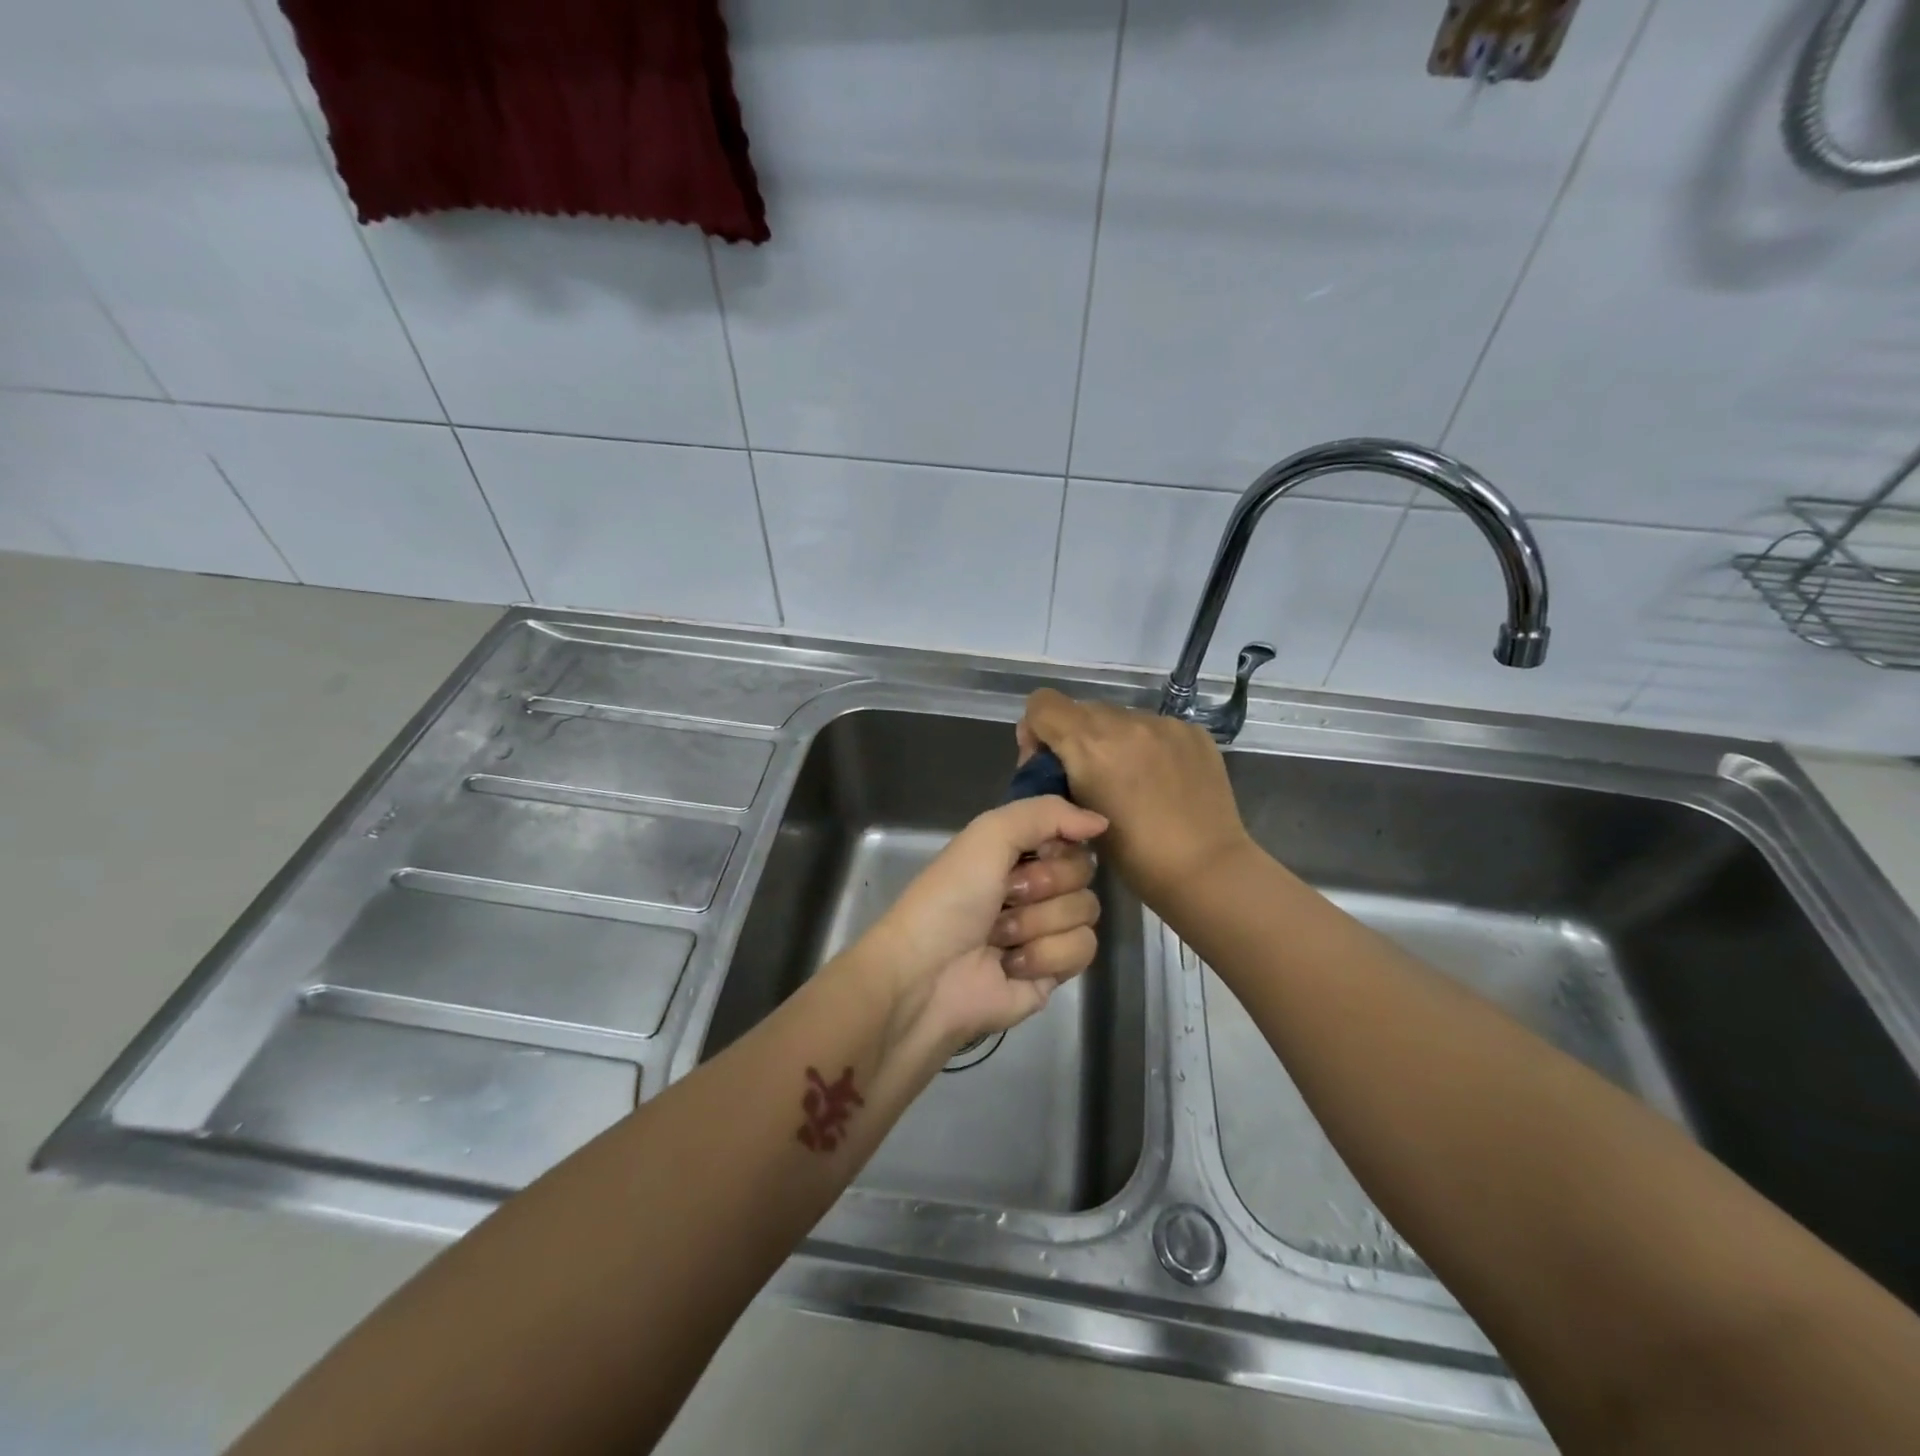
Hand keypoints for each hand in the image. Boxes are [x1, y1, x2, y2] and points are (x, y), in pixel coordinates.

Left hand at [850, 795, 1108, 1050]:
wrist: (926, 976)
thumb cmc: (951, 897)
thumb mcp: (989, 834)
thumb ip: (1046, 813)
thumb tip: (1102, 822)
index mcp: (1014, 853)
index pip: (1069, 835)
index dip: (1058, 843)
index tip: (1035, 851)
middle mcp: (1033, 888)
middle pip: (1083, 872)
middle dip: (1044, 884)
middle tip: (1006, 896)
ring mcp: (1045, 931)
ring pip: (1086, 910)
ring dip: (1038, 922)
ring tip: (1000, 936)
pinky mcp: (1053, 972)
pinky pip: (1083, 949)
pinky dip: (1044, 955)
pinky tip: (1011, 965)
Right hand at [1018, 689, 1255, 909]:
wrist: (1205, 868)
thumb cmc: (1133, 856)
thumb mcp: (1076, 814)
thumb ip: (1060, 776)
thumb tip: (1057, 762)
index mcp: (1089, 743)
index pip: (1042, 703)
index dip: (1036, 729)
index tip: (1048, 761)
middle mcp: (1125, 722)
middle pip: (1081, 709)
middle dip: (1076, 738)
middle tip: (1090, 777)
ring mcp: (1163, 724)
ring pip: (1120, 718)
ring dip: (1114, 741)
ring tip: (1132, 781)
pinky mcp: (1193, 731)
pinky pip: (1155, 728)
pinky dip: (1148, 746)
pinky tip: (1162, 780)